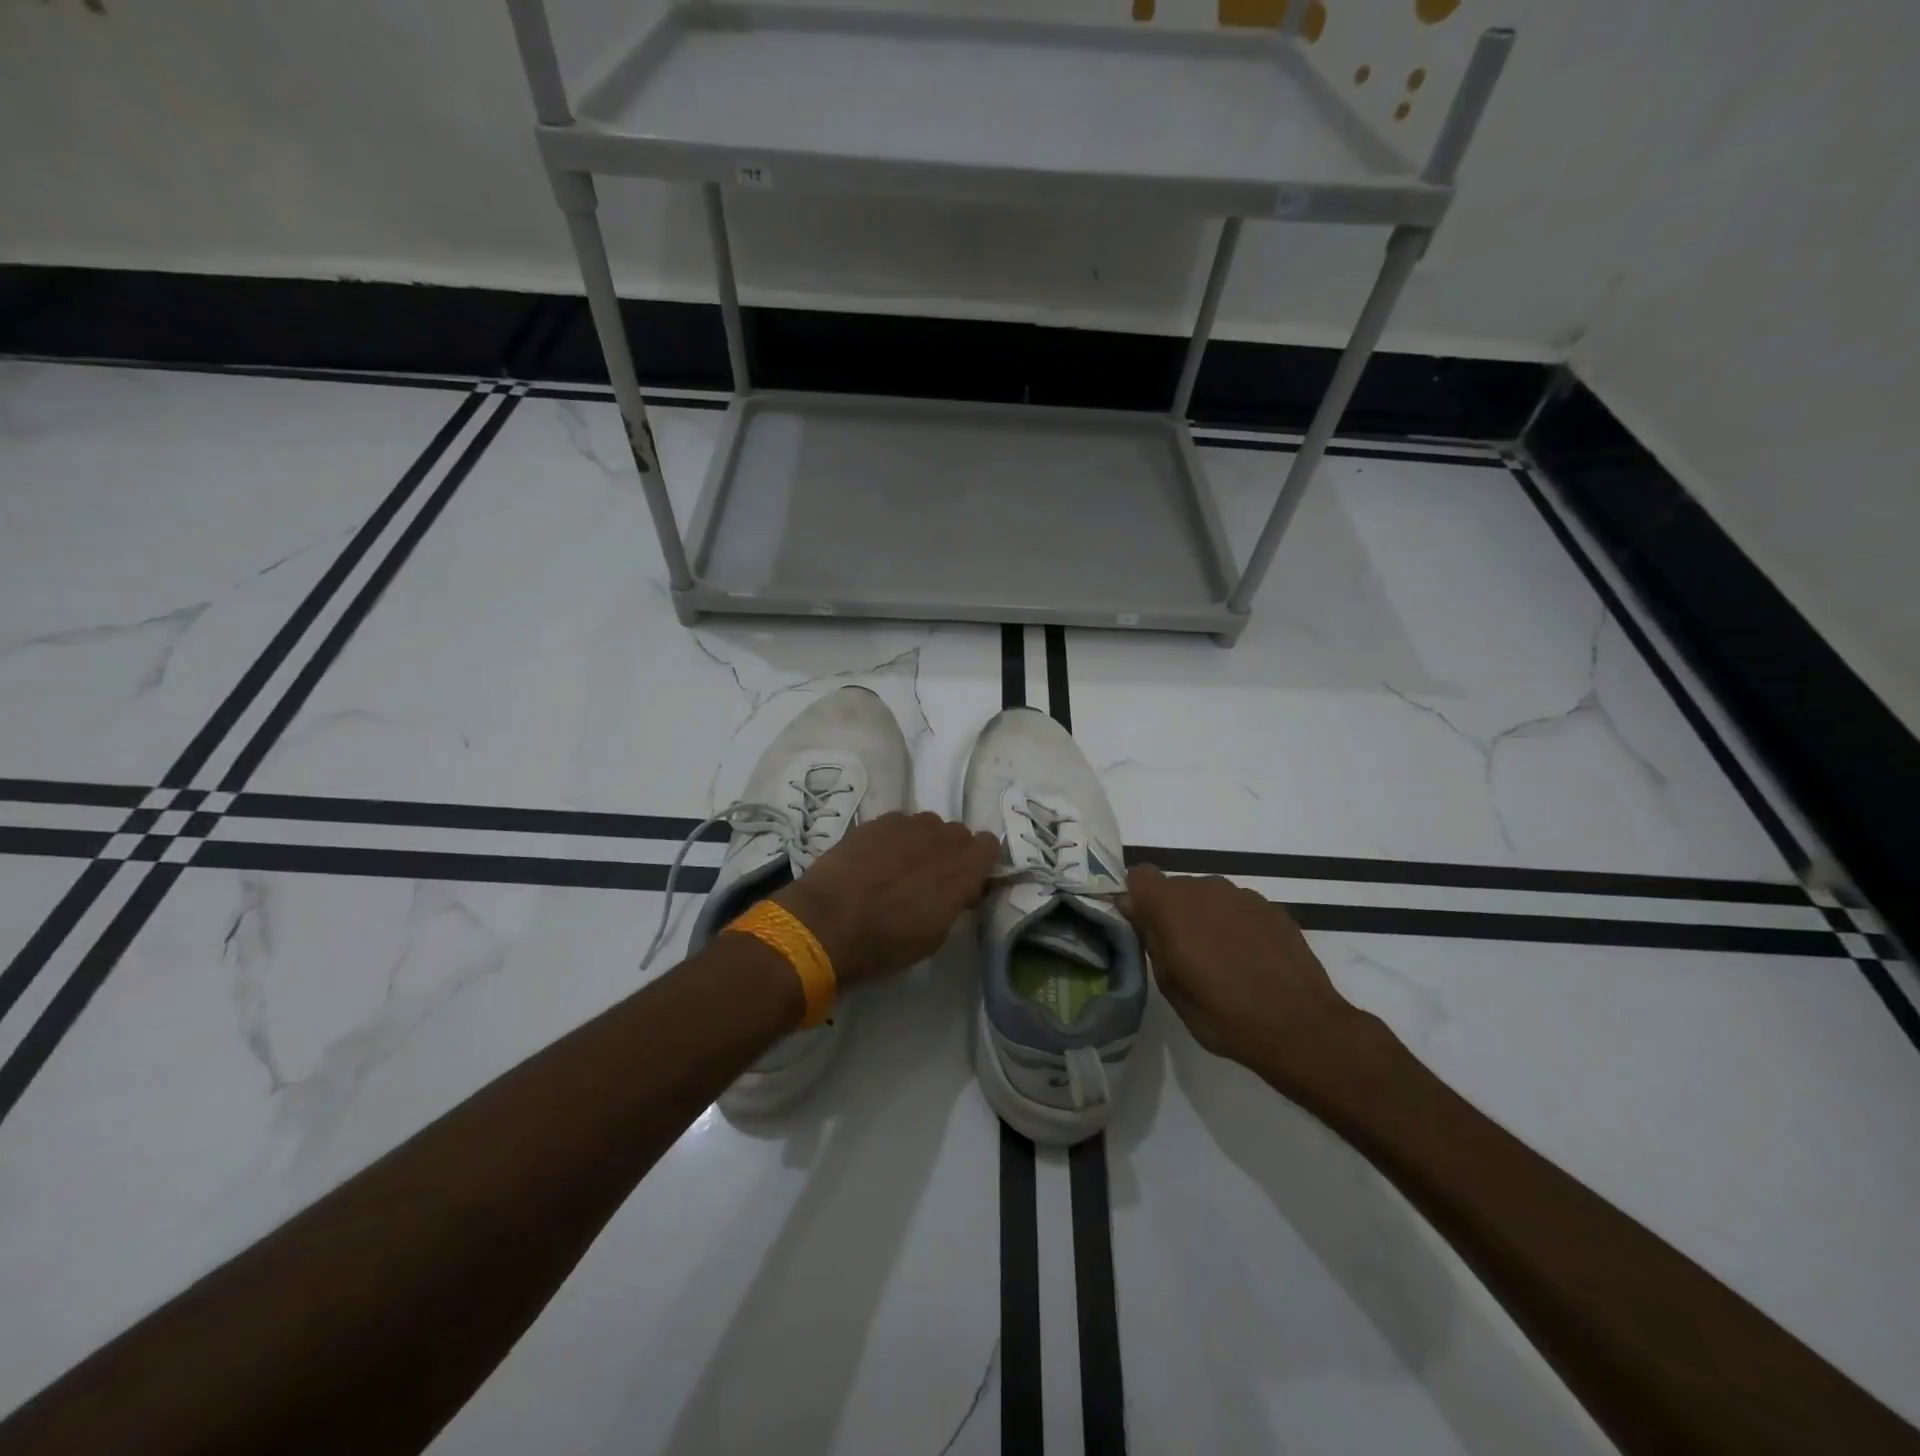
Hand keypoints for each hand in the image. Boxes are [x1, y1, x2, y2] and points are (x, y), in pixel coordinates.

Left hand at [775, 813, 999, 985]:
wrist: (825, 924)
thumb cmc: (883, 944)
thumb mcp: (933, 936)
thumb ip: (954, 902)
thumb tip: (959, 890)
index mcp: (961, 871)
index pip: (990, 845)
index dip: (980, 862)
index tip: (967, 881)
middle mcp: (940, 840)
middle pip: (959, 833)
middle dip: (952, 852)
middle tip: (932, 877)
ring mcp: (907, 825)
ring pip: (929, 824)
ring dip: (924, 841)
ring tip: (901, 865)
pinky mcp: (877, 821)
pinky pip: (899, 823)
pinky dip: (895, 837)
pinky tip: (876, 858)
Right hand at [1122, 865, 1379, 1094]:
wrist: (1302, 1027)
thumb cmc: (1224, 1015)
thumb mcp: (1171, 988)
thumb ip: (1151, 941)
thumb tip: (1136, 911)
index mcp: (1173, 906)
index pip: (1140, 876)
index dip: (1138, 898)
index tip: (1144, 927)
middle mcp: (1206, 889)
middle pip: (1175, 887)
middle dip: (1172, 912)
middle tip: (1183, 954)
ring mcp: (1243, 896)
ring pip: (1209, 896)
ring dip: (1205, 917)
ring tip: (1221, 960)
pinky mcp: (1273, 908)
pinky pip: (1239, 907)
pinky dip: (1236, 925)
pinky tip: (1250, 960)